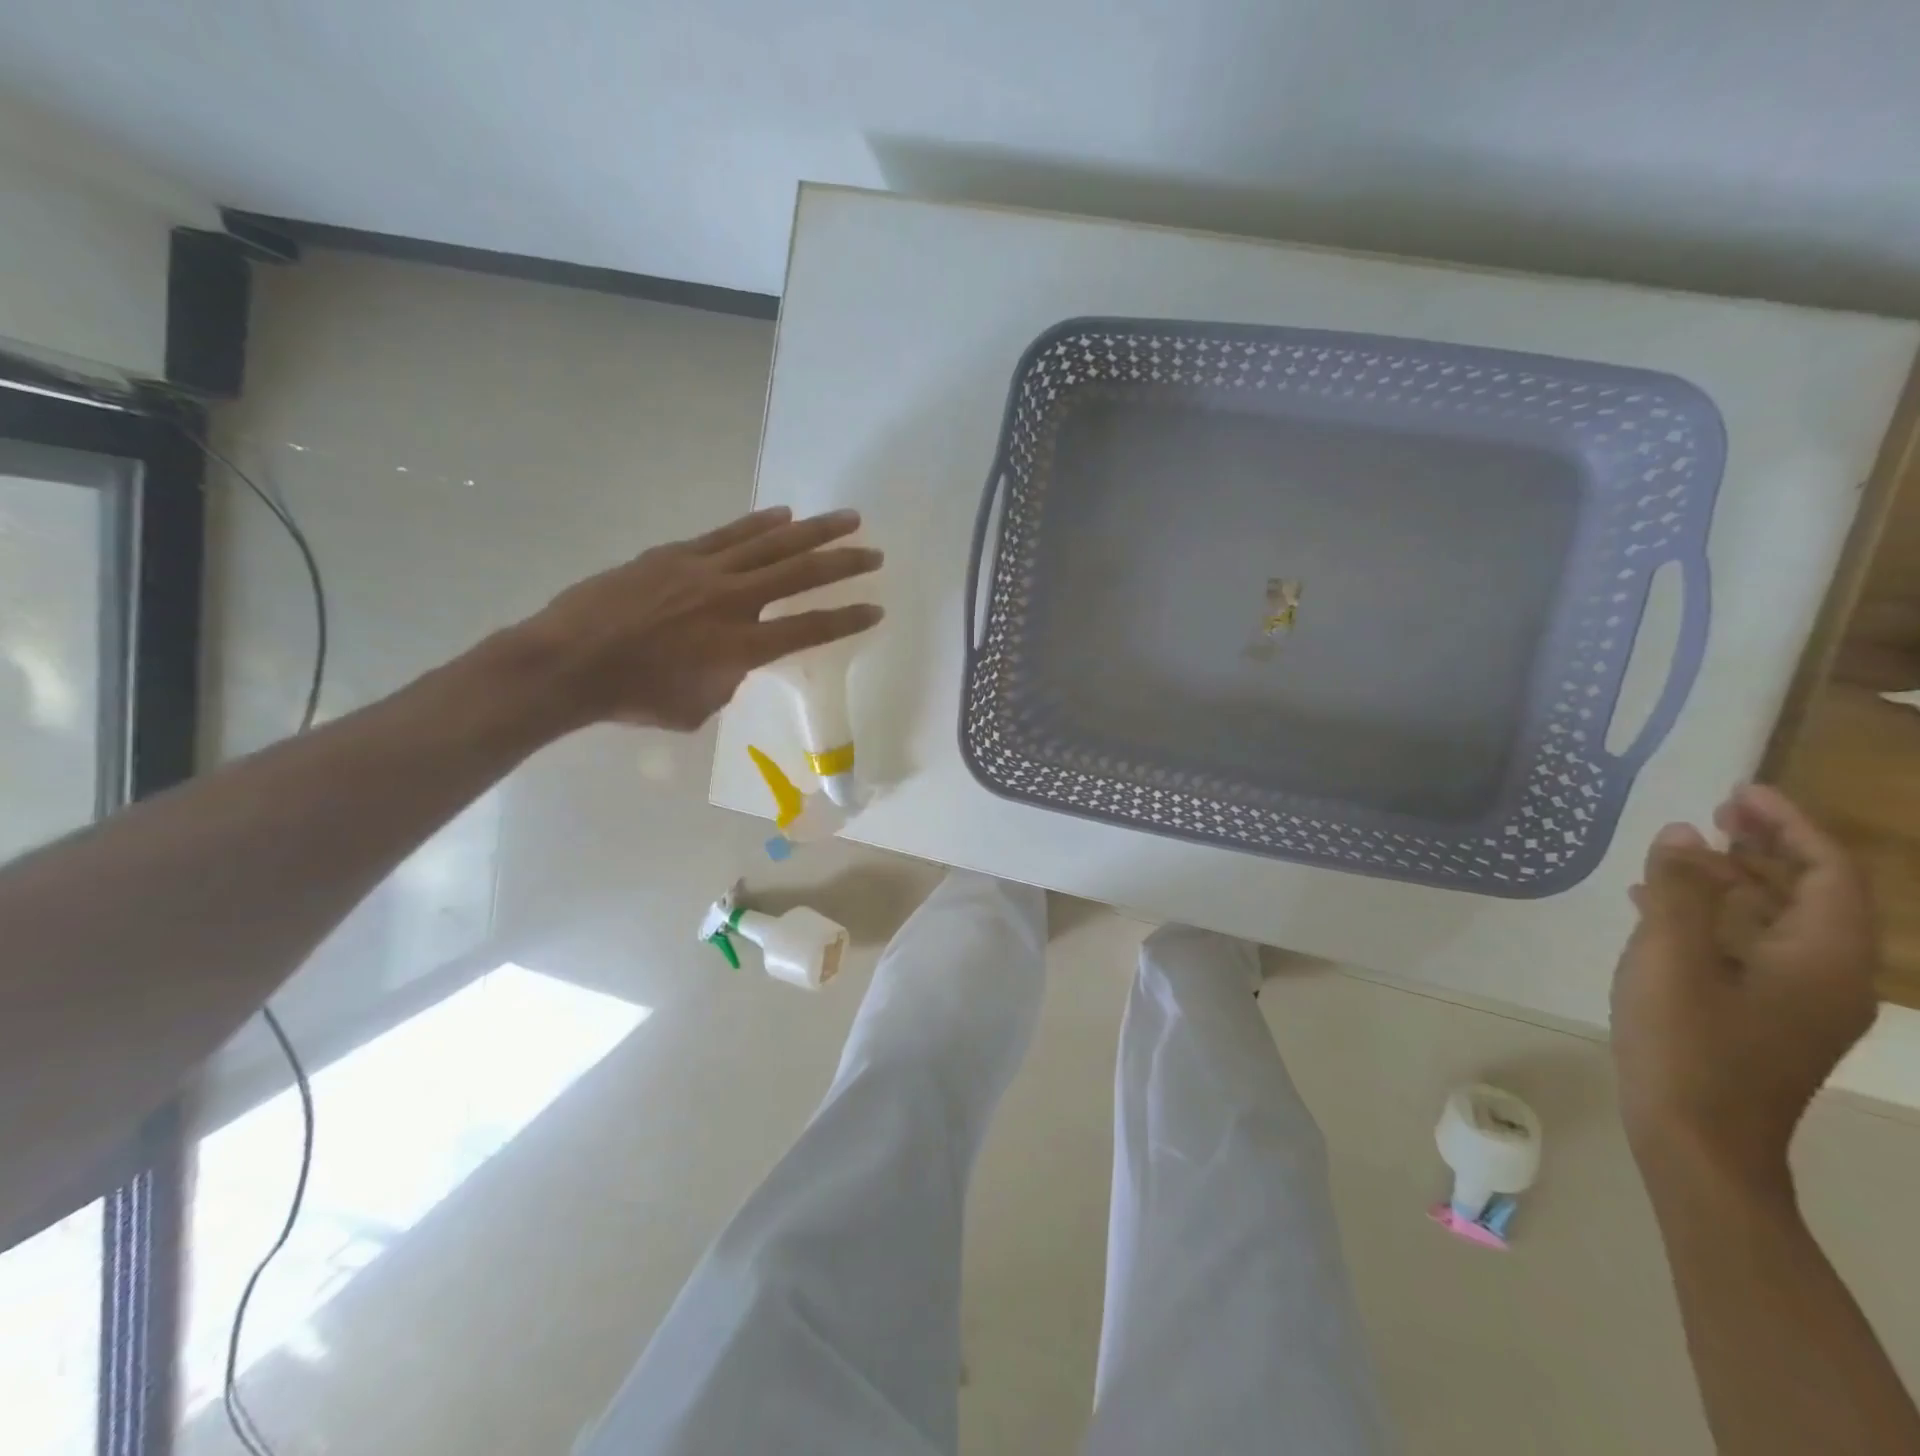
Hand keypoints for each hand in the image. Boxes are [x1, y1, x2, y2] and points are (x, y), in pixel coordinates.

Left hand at [518, 506, 882, 730]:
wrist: (570, 662)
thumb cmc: (635, 697)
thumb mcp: (698, 705)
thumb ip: (730, 678)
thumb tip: (735, 657)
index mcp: (741, 646)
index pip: (810, 628)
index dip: (848, 619)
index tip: (877, 608)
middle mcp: (732, 601)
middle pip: (801, 575)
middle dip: (844, 563)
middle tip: (875, 553)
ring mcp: (704, 570)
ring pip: (771, 543)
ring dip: (814, 531)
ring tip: (847, 518)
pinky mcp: (677, 554)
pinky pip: (729, 534)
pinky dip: (760, 524)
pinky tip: (784, 515)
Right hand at [1611, 784, 1878, 1194]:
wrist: (1699, 1141)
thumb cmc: (1687, 1045)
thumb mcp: (1669, 959)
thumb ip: (1677, 892)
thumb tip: (1683, 834)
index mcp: (1822, 958)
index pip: (1827, 872)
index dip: (1789, 825)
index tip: (1738, 792)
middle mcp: (1829, 976)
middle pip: (1812, 893)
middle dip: (1767, 848)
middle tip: (1713, 814)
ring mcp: (1799, 1001)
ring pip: (1780, 921)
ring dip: (1737, 881)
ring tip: (1681, 854)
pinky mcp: (1766, 1016)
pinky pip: (1752, 947)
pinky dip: (1717, 916)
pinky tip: (1660, 907)